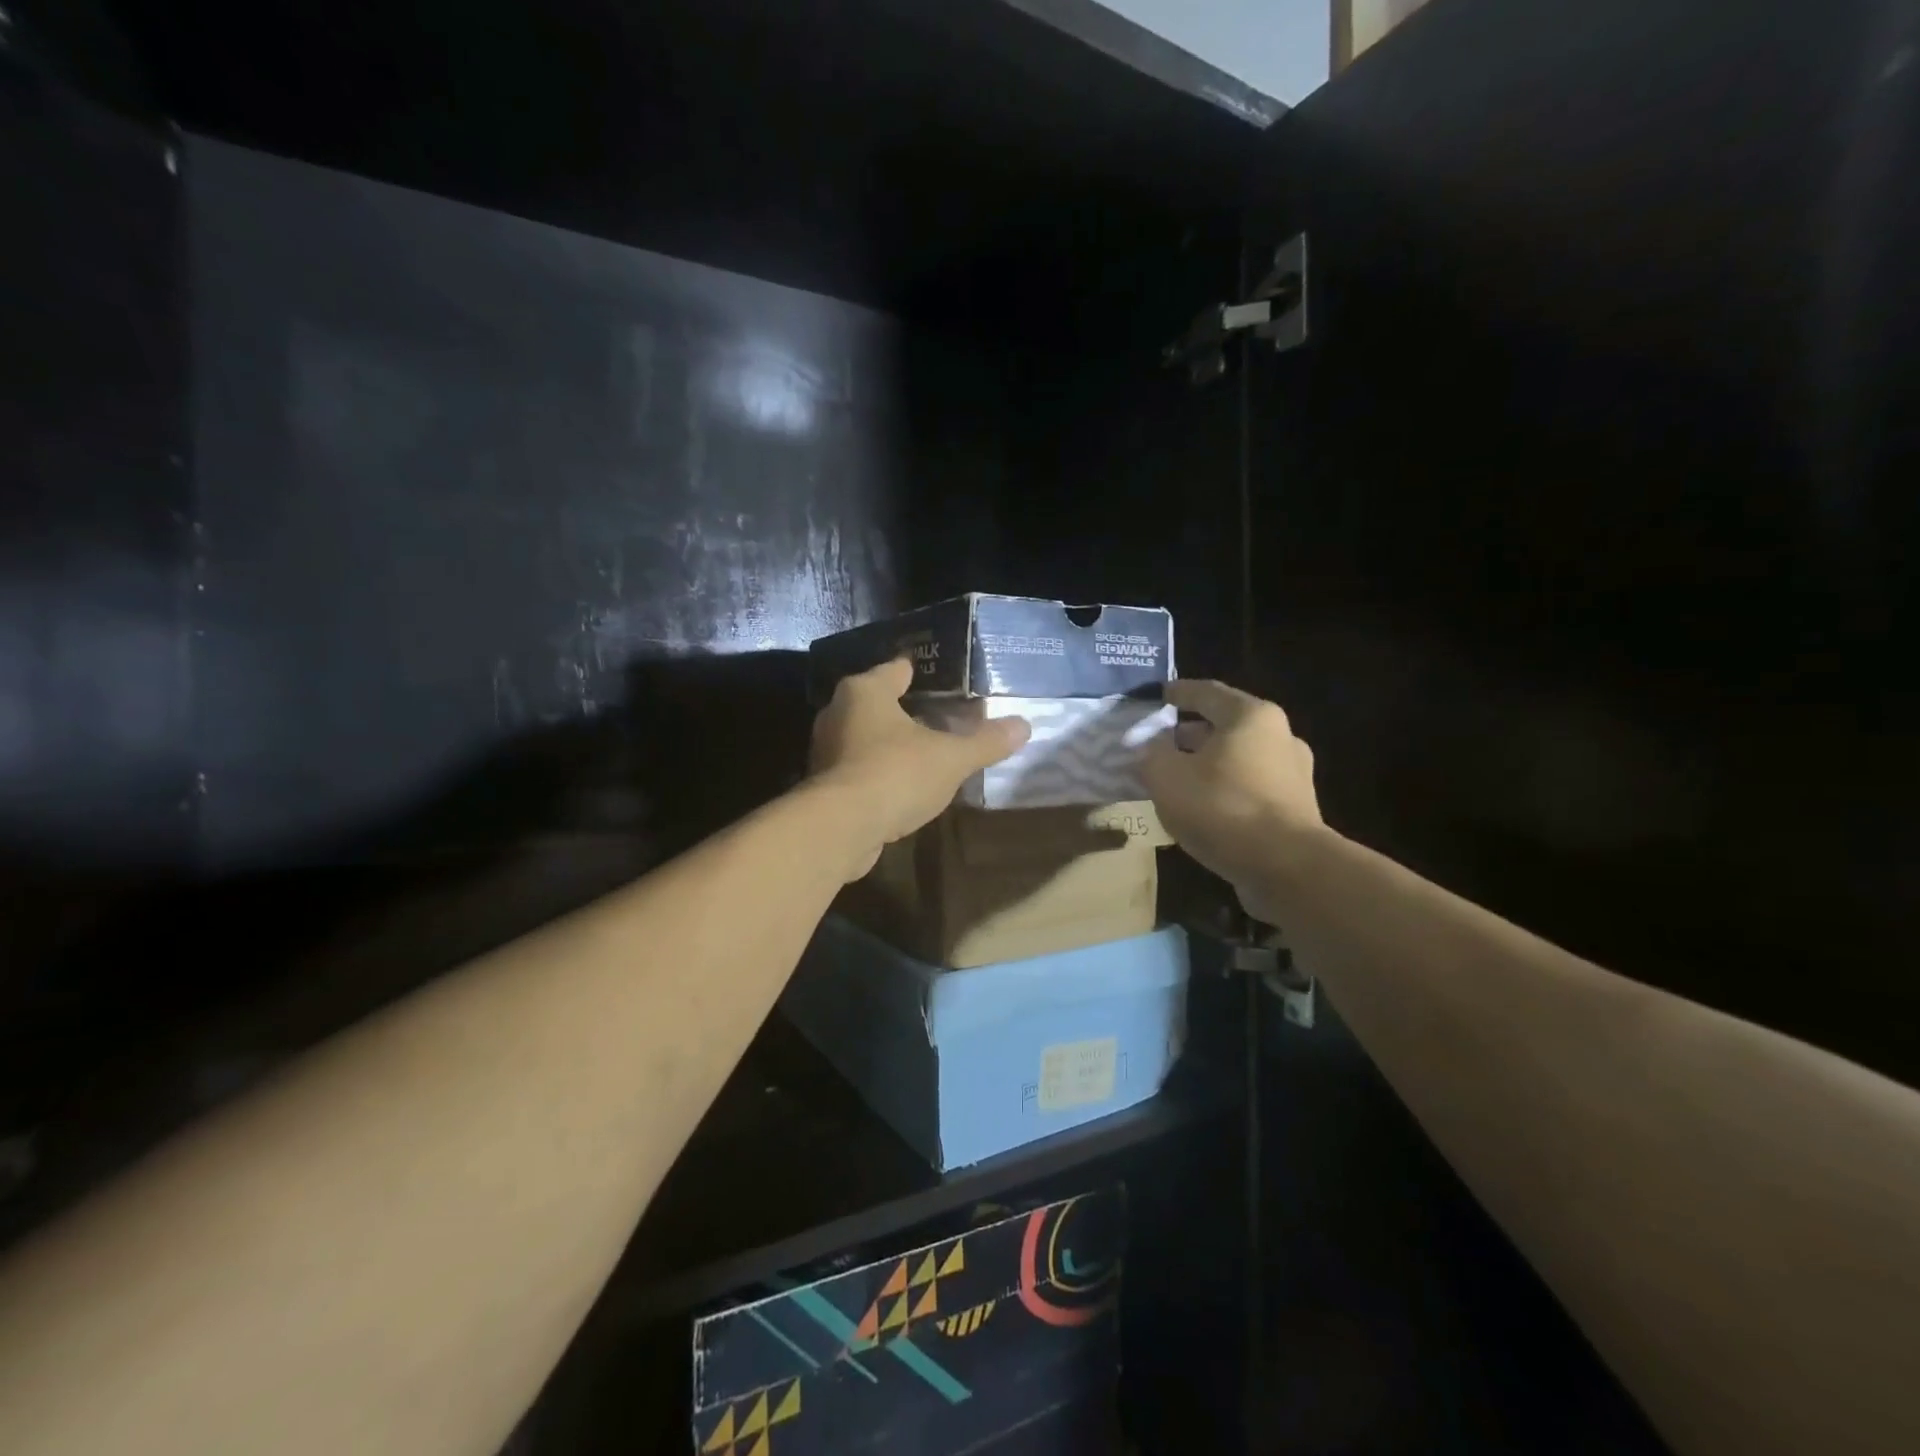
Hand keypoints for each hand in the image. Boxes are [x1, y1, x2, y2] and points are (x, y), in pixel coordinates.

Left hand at [809, 658, 1030, 878]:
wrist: (841, 828)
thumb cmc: (896, 773)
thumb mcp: (951, 757)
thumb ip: (986, 741)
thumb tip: (1024, 726)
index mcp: (865, 691)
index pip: (895, 669)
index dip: (918, 672)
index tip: (939, 677)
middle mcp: (838, 713)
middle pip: (877, 702)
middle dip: (905, 708)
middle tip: (939, 714)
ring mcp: (826, 750)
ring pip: (865, 736)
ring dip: (890, 742)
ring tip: (923, 749)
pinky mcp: (825, 785)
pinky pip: (858, 767)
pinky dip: (879, 771)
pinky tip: (901, 783)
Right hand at [1141, 680, 1325, 918]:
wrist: (1286, 867)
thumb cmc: (1222, 807)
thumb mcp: (1166, 777)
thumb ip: (1152, 755)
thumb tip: (1153, 749)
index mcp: (1250, 716)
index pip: (1207, 692)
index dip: (1178, 693)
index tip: (1159, 696)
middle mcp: (1279, 736)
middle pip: (1225, 726)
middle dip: (1189, 734)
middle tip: (1160, 744)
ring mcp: (1293, 773)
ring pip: (1238, 758)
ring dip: (1207, 764)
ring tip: (1177, 779)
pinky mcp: (1296, 807)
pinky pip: (1250, 787)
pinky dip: (1224, 789)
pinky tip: (1203, 808)